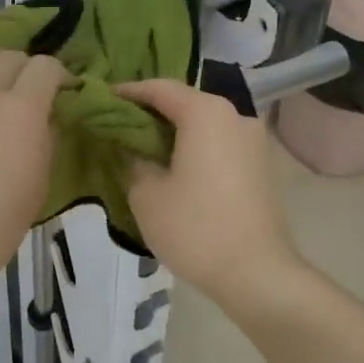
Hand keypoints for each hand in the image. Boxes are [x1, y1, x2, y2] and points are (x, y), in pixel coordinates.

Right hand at [118, 79, 302, 303]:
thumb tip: (132, 147)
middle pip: (185, 102)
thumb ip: (133, 159)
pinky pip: (220, 143)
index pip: (159, 88)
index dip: (128, 92)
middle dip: (151, 111)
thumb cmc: (195, 228)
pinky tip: (175, 167)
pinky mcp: (261, 165)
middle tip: (118, 125)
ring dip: (174, 131)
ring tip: (144, 147)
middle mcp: (234, 115)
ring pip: (204, 124)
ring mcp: (253, 140)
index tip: (102, 101)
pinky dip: (195, 147)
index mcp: (205, 113)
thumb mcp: (146, 194)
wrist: (257, 274)